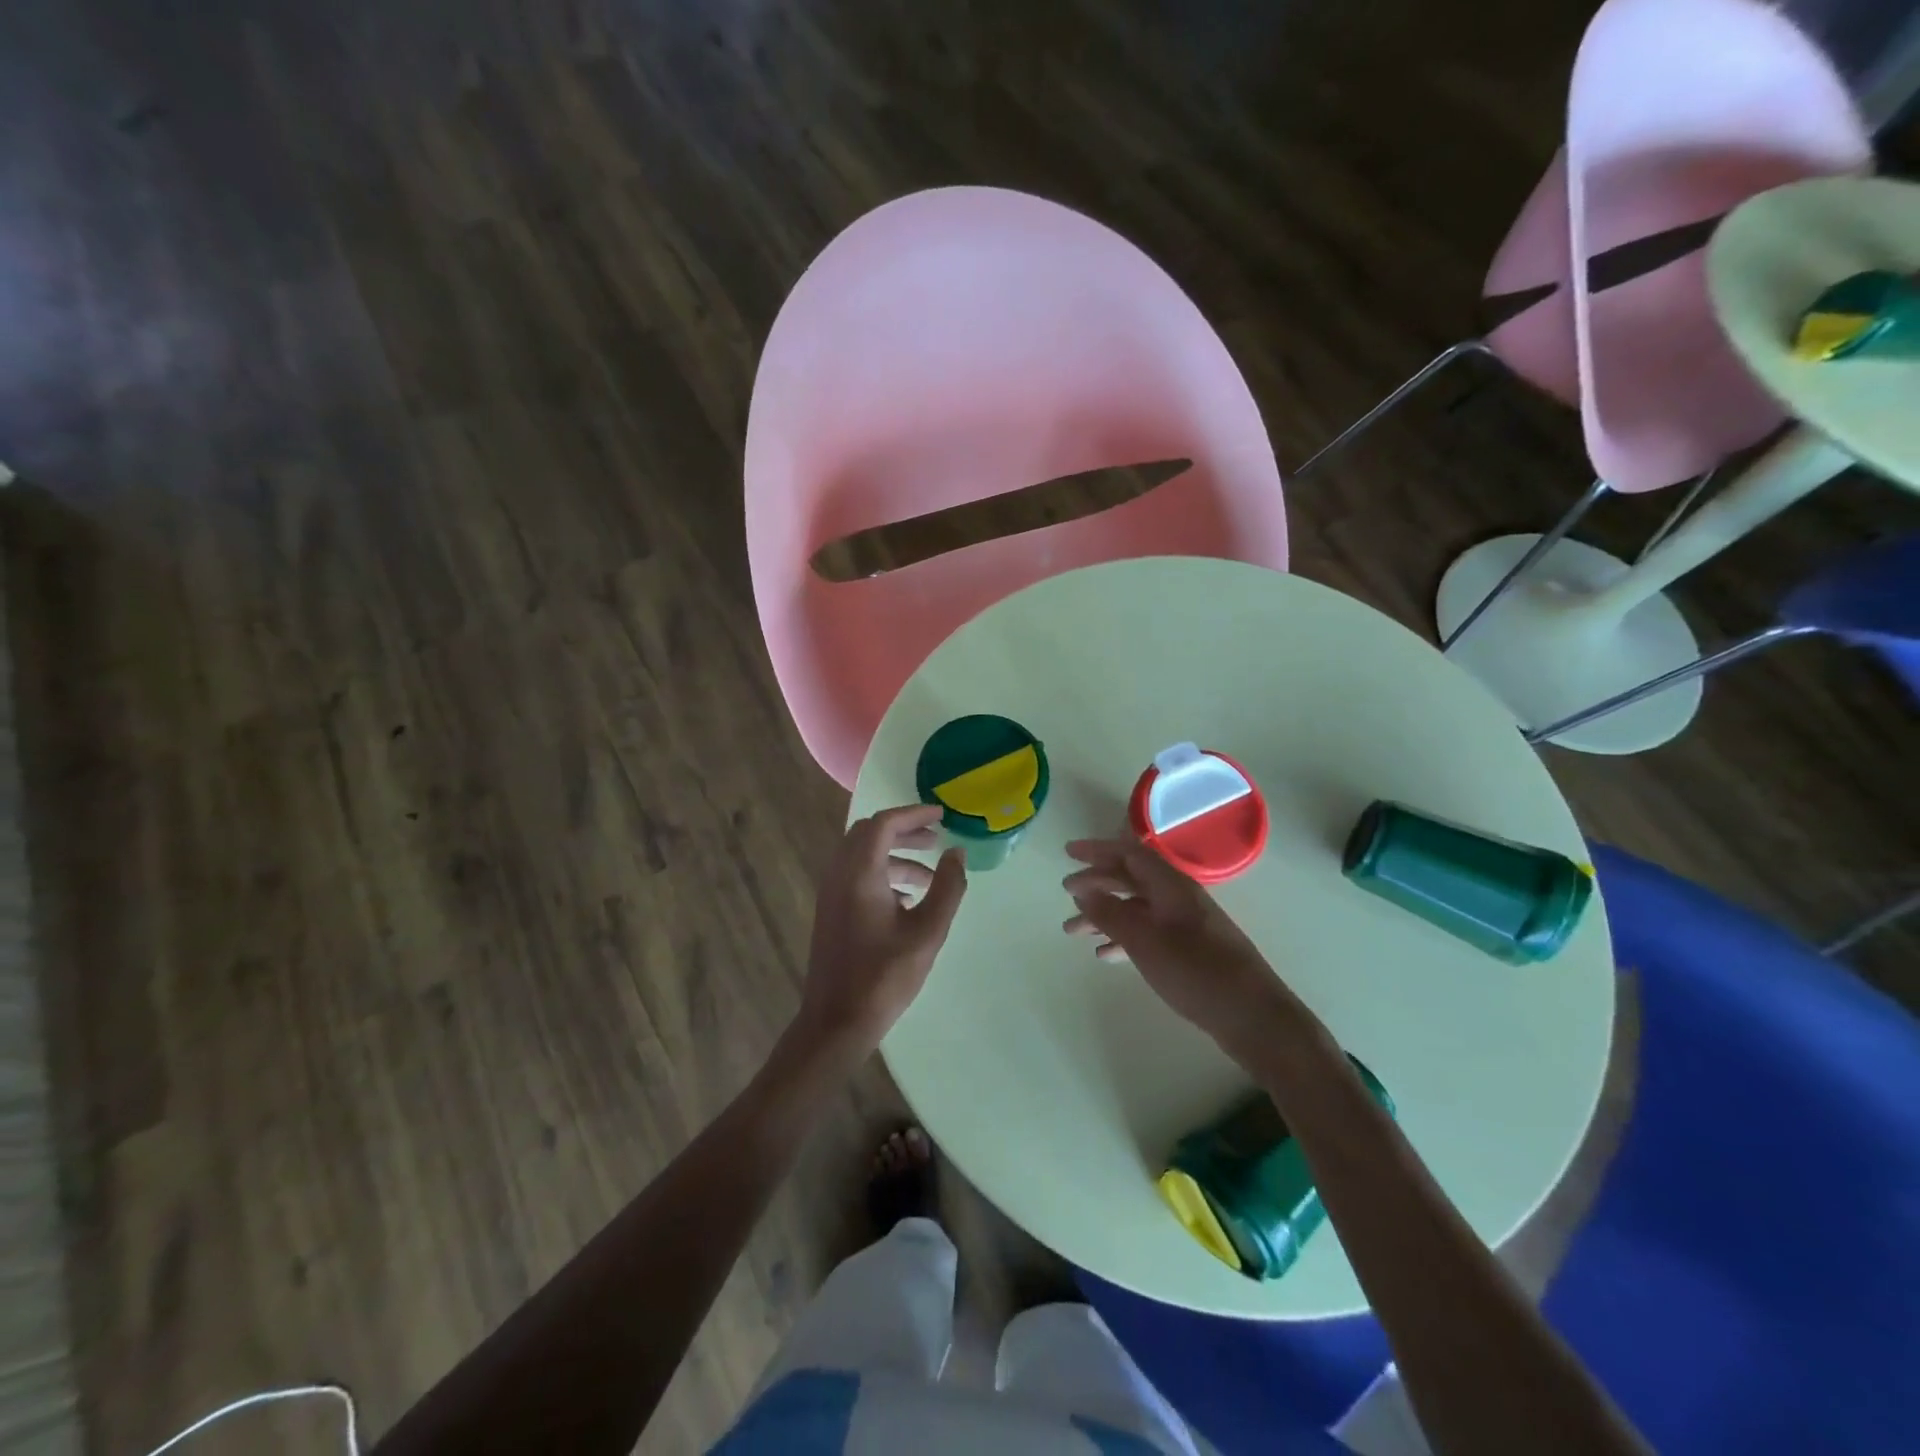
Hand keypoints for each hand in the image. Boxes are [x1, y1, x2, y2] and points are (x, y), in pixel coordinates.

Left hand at [798, 804, 967, 1050]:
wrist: (836, 1022)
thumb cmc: (884, 976)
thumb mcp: (927, 931)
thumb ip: (947, 888)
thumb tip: (957, 853)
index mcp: (859, 873)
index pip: (884, 824)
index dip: (914, 814)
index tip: (942, 816)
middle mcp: (839, 875)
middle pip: (869, 834)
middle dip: (904, 831)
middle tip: (936, 839)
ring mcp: (831, 894)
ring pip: (863, 856)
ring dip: (896, 856)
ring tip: (931, 876)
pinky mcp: (831, 912)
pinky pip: (856, 876)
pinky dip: (883, 874)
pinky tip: (908, 901)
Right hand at [1062, 838, 1292, 1051]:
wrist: (1254, 1017)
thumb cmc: (1197, 973)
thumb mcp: (1145, 942)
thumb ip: (1111, 913)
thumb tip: (1083, 890)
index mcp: (1171, 886)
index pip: (1129, 854)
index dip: (1097, 849)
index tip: (1068, 852)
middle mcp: (1178, 898)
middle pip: (1131, 878)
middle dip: (1096, 882)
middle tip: (1065, 892)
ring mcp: (1186, 925)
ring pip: (1136, 908)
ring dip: (1104, 914)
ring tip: (1073, 931)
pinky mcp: (1190, 950)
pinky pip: (1147, 932)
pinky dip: (1123, 938)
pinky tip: (1104, 954)